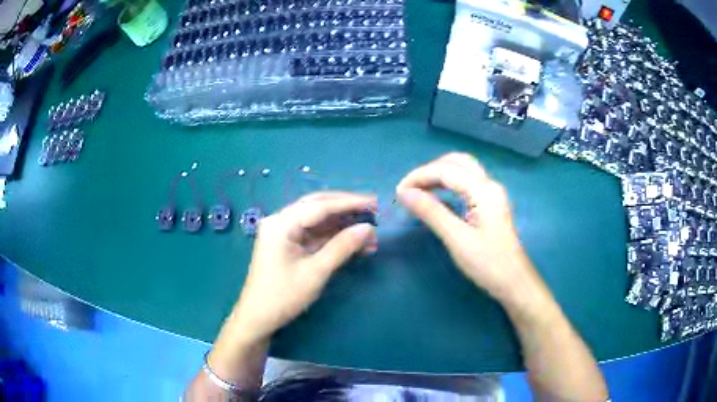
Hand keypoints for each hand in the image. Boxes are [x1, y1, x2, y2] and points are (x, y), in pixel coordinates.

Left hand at [231, 191, 377, 343]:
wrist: (258, 318)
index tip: (375, 203)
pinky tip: (352, 242)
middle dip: (346, 208)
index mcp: (281, 224)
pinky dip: (333, 237)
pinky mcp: (287, 244)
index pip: (320, 205)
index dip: (349, 203)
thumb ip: (342, 247)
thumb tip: (369, 228)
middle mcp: (280, 221)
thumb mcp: (316, 272)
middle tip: (373, 210)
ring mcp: (282, 232)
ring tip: (368, 233)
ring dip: (342, 225)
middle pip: (317, 206)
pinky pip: (313, 233)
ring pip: (317, 220)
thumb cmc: (284, 296)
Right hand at [396, 153, 533, 302]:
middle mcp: (490, 185)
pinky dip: (448, 183)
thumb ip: (431, 212)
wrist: (514, 282)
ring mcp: (492, 193)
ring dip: (439, 174)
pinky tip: (437, 196)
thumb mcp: (456, 239)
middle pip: (457, 162)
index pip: (446, 170)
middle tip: (410, 188)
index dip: (419, 176)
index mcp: (484, 190)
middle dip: (430, 170)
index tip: (398, 191)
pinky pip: (467, 182)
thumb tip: (404, 192)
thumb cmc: (488, 264)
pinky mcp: (491, 203)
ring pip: (463, 170)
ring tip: (418, 190)